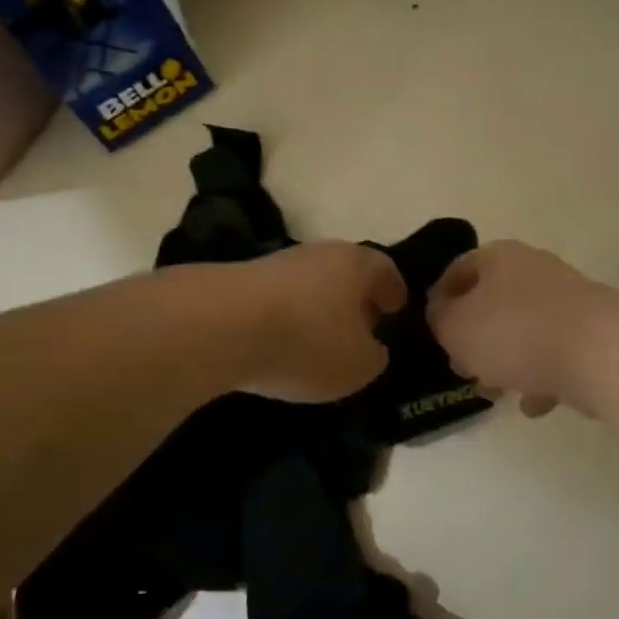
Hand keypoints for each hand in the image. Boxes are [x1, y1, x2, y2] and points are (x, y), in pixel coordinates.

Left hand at [233, 241, 407, 402]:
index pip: (385, 270)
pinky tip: (282, 343)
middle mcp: (319, 253)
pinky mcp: (242, 282)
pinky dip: (286, 319)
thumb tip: (371, 348)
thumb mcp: (358, 365)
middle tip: (361, 327)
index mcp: (356, 264)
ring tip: (319, 342)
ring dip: (318, 309)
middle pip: (345, 273)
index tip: (396, 308)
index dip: (394, 290)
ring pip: (309, 285)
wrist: (222, 325)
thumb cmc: (307, 341)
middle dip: (354, 299)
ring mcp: (277, 264)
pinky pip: (277, 300)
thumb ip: (374, 356)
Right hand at [427, 240, 612, 416]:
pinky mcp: (593, 333)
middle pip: (493, 301)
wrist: (603, 352)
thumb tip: (442, 315)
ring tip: (494, 392)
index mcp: (499, 257)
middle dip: (474, 336)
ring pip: (524, 329)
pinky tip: (533, 405)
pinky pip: (555, 353)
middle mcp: (534, 270)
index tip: (432, 330)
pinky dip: (541, 377)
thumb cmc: (516, 332)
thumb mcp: (456, 327)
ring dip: (506, 360)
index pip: (459, 269)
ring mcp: (568, 301)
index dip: (439, 299)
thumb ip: (440, 320)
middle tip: (461, 366)